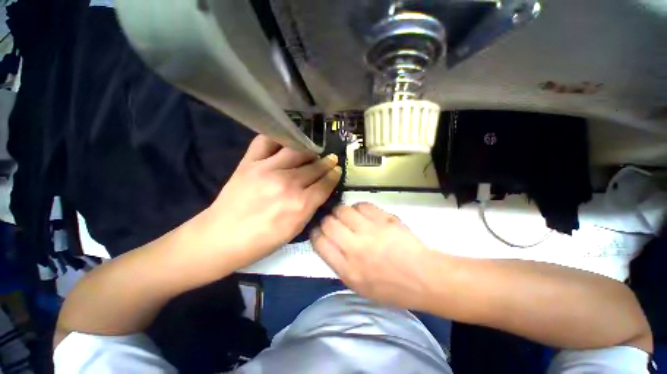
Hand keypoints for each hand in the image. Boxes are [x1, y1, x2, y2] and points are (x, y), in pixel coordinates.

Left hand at [198, 135, 340, 264]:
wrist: (221, 238)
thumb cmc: (261, 241)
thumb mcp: (295, 230)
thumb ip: (310, 207)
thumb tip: (320, 189)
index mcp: (301, 205)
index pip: (325, 184)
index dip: (334, 175)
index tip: (337, 170)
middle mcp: (288, 184)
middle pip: (315, 167)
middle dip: (327, 162)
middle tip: (330, 159)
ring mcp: (268, 170)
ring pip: (297, 152)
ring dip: (310, 151)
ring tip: (313, 152)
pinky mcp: (249, 163)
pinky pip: (266, 142)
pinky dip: (278, 139)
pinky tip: (286, 143)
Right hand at [311, 203, 433, 309]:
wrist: (423, 277)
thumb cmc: (391, 288)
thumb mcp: (359, 287)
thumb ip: (339, 264)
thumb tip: (328, 243)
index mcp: (348, 269)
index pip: (320, 243)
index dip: (315, 233)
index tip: (318, 230)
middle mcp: (355, 247)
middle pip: (328, 223)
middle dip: (326, 220)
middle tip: (332, 222)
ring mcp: (371, 231)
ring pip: (343, 210)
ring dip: (340, 212)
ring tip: (347, 216)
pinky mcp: (384, 219)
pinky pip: (362, 205)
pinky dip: (358, 207)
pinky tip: (362, 213)